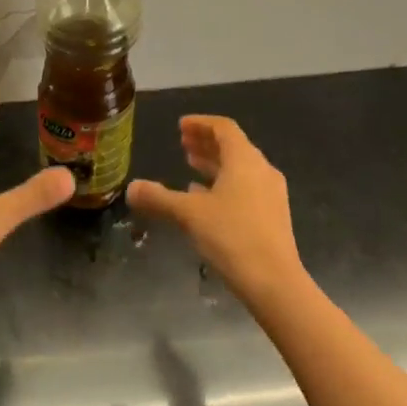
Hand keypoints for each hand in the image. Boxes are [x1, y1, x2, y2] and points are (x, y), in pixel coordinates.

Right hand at [128, 116, 305, 305]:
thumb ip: (159, 198)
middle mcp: (261, 170)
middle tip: (183, 143)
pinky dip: (225, 184)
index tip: (181, 126)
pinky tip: (206, 199)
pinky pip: (246, 188)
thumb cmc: (232, 236)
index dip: (201, 123)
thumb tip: (130, 188)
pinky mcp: (273, 216)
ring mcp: (271, 194)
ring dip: (215, 164)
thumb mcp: (189, 214)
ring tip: (191, 167)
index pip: (223, 128)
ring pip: (240, 169)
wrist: (275, 283)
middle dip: (206, 143)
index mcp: (244, 160)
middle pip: (233, 146)